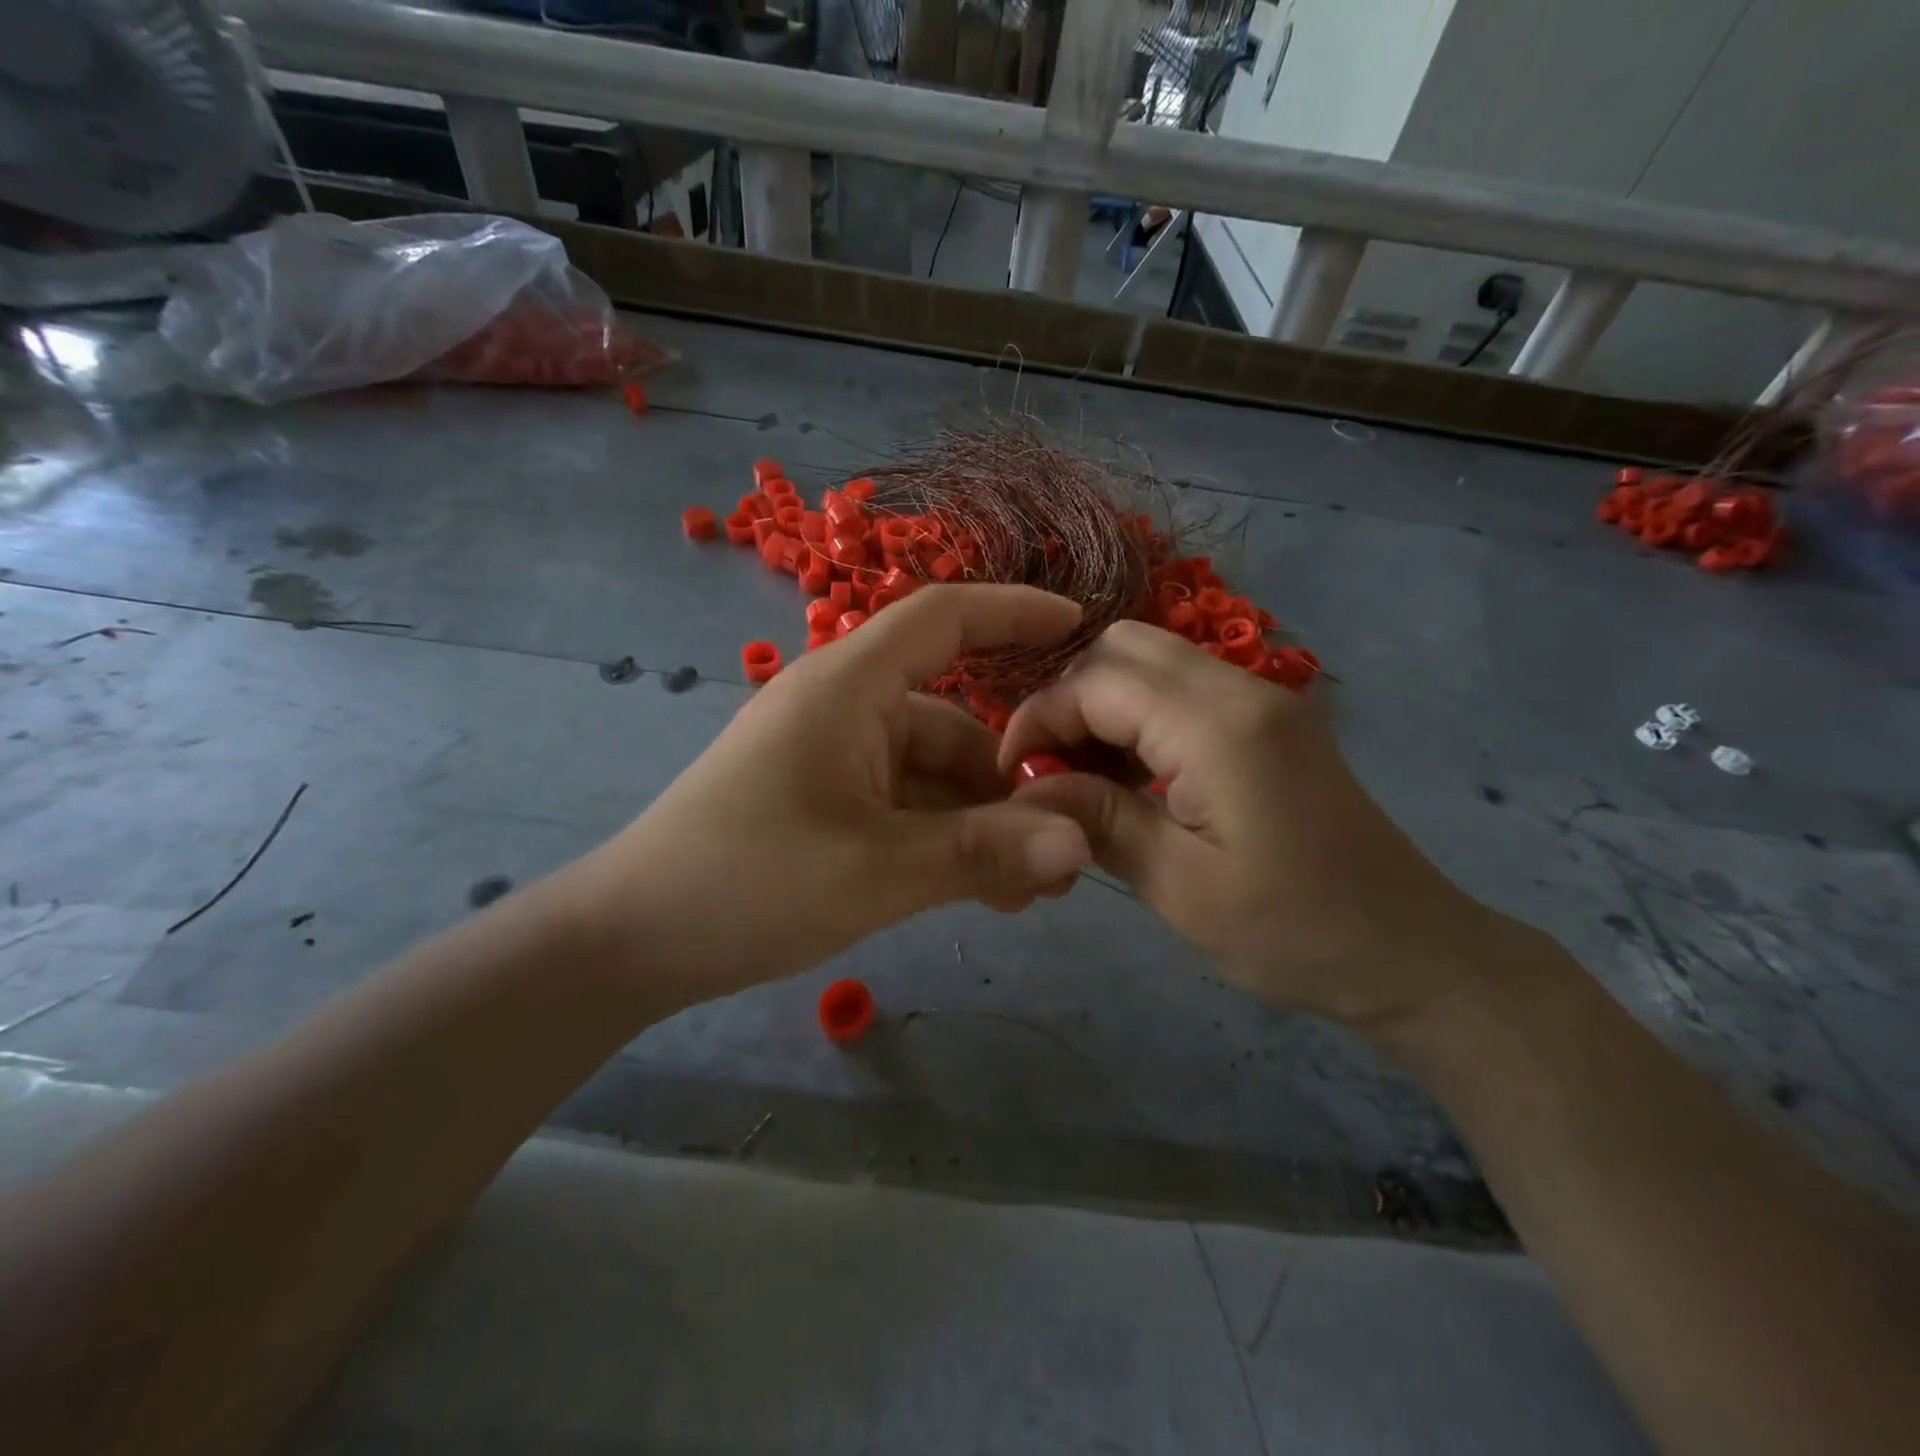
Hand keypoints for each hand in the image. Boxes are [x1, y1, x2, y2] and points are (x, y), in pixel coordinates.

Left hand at [569, 586, 1093, 999]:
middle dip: (1010, 784)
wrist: (632, 941)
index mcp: (849, 686)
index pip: (943, 617)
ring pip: (934, 777)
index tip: (1081, 626)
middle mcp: (845, 709)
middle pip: (953, 724)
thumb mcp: (876, 870)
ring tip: (1027, 891)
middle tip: (1064, 848)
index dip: (1013, 610)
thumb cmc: (747, 882)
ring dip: (982, 826)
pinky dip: (945, 840)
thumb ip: (983, 854)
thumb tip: (1082, 844)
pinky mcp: (826, 804)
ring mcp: (834, 759)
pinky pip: (905, 807)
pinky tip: (981, 892)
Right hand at [999, 622, 1495, 1029]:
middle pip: (1124, 647)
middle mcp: (1241, 689)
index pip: (1097, 683)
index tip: (1013, 776)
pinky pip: (1183, 689)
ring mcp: (1262, 699)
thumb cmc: (1295, 933)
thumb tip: (1026, 787)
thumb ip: (1098, 820)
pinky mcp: (1270, 720)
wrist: (1412, 954)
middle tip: (1052, 770)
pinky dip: (1140, 717)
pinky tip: (1133, 777)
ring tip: (1086, 779)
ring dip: (1103, 706)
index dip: (1039, 719)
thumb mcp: (1181, 889)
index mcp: (1218, 727)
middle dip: (1069, 700)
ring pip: (1152, 661)